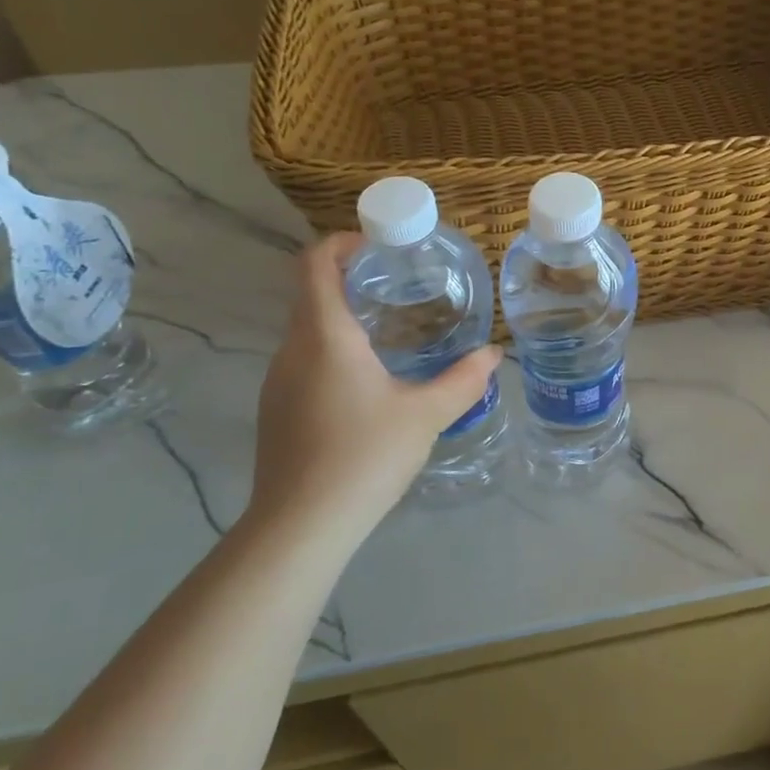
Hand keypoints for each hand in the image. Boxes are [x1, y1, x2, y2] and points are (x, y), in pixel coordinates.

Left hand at [251, 233, 502, 545]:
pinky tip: (369, 382)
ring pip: (309, 331)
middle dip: (353, 280)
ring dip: (344, 318)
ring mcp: (278, 382)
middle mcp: (292, 350)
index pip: (315, 264)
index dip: (341, 242)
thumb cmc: (364, 456)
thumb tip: (492, 354)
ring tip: (392, 332)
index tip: (379, 245)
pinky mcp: (277, 410)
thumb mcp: (426, 414)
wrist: (300, 527)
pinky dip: (334, 351)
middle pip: (313, 294)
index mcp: (325, 336)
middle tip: (402, 287)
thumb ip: (463, 380)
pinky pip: (305, 361)